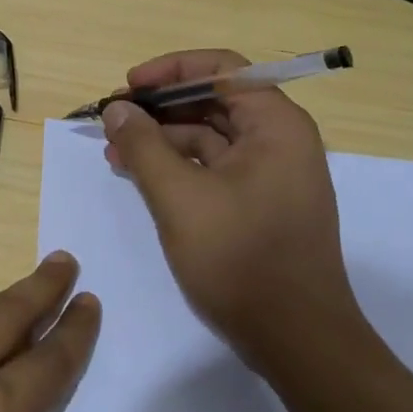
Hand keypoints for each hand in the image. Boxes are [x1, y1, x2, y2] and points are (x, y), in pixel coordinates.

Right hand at [102, 48, 358, 364]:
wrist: (298, 342)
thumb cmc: (241, 259)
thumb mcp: (179, 197)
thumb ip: (143, 145)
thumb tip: (117, 108)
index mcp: (275, 125)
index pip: (222, 69)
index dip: (171, 70)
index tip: (129, 86)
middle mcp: (279, 140)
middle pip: (214, 100)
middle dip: (160, 106)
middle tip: (114, 118)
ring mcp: (270, 173)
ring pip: (210, 135)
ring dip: (162, 138)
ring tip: (115, 150)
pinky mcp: (258, 203)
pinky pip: (213, 166)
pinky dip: (177, 165)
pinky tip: (139, 174)